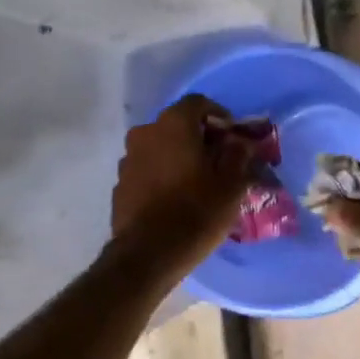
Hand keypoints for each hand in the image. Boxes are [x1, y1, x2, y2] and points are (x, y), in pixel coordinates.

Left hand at [110, 95, 255, 283]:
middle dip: (200, 138)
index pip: (199, 103)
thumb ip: (238, 154)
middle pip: (178, 125)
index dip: (220, 116)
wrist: (149, 255)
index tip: (234, 138)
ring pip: (161, 148)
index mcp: (173, 124)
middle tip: (220, 161)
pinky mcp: (121, 184)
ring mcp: (128, 159)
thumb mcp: (231, 184)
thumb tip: (239, 142)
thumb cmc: (196, 212)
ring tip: (199, 182)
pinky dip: (163, 175)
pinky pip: (148, 170)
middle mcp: (145, 133)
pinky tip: (177, 198)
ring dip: (180, 157)